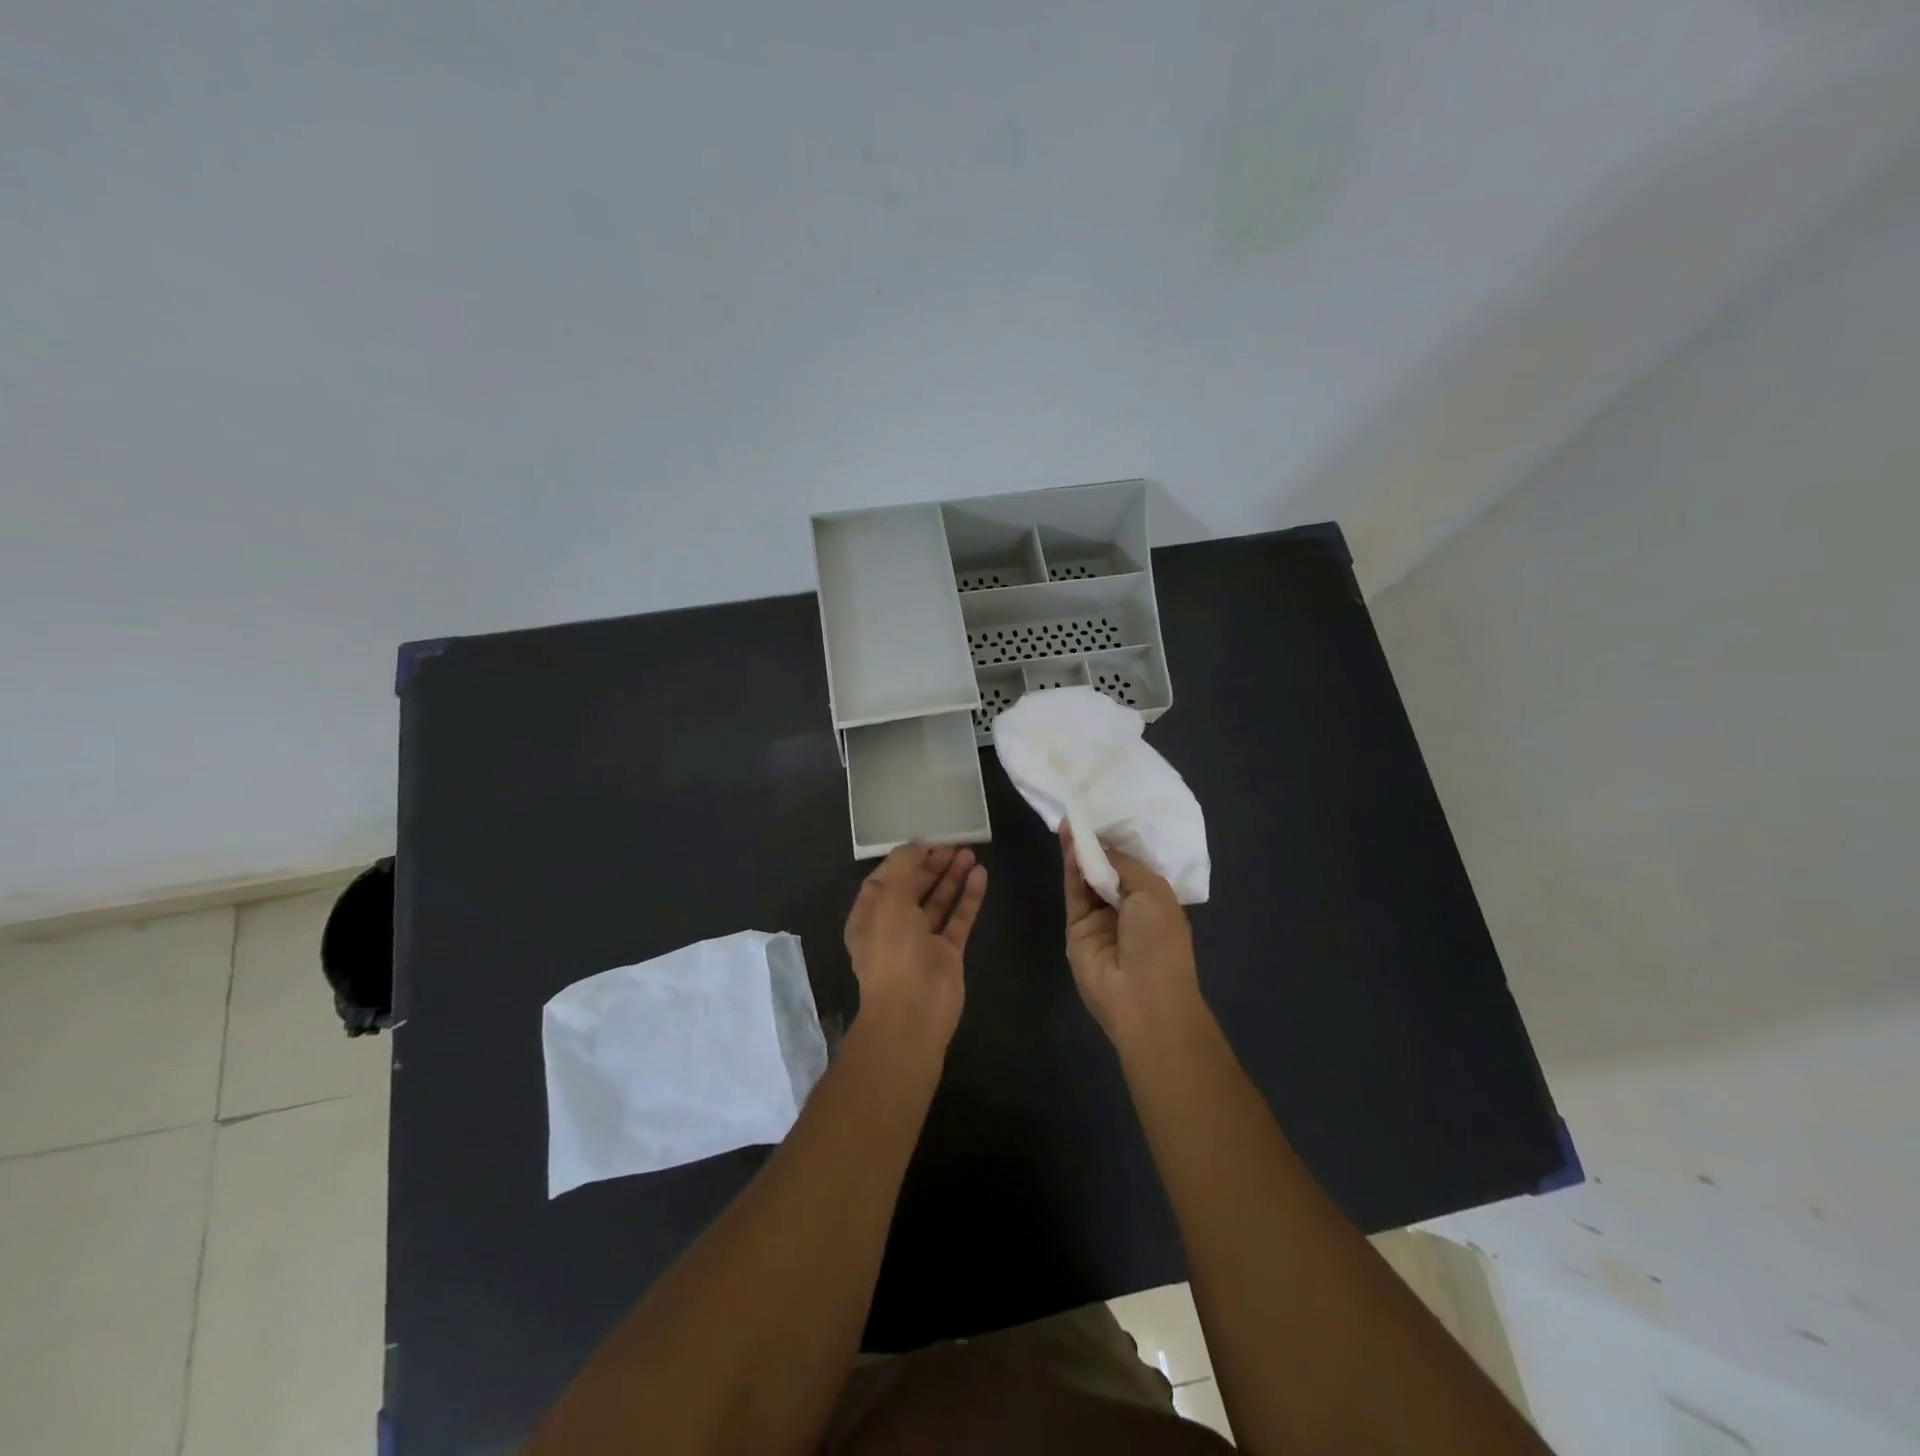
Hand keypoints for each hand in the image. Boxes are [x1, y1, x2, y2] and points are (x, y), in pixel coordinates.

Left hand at [844, 843, 985, 1049]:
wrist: (913, 1011)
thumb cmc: (892, 950)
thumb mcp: (889, 899)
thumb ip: (902, 866)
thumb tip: (917, 844)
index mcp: (869, 916)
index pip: (884, 879)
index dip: (904, 859)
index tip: (926, 840)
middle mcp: (894, 927)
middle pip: (913, 888)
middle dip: (931, 865)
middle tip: (954, 843)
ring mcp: (922, 941)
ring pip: (938, 901)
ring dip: (951, 877)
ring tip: (970, 852)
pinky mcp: (948, 953)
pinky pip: (959, 919)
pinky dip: (968, 897)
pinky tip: (980, 875)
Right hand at [1061, 825, 1200, 1046]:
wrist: (1141, 996)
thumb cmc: (1160, 941)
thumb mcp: (1153, 893)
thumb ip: (1124, 864)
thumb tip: (1101, 845)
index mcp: (1155, 900)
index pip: (1134, 864)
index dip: (1121, 841)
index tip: (1107, 813)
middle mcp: (1127, 906)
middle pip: (1108, 868)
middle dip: (1098, 842)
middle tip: (1083, 811)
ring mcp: (1100, 917)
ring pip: (1088, 876)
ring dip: (1081, 850)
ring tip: (1071, 819)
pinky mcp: (1077, 926)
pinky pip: (1074, 890)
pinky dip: (1071, 865)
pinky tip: (1068, 840)